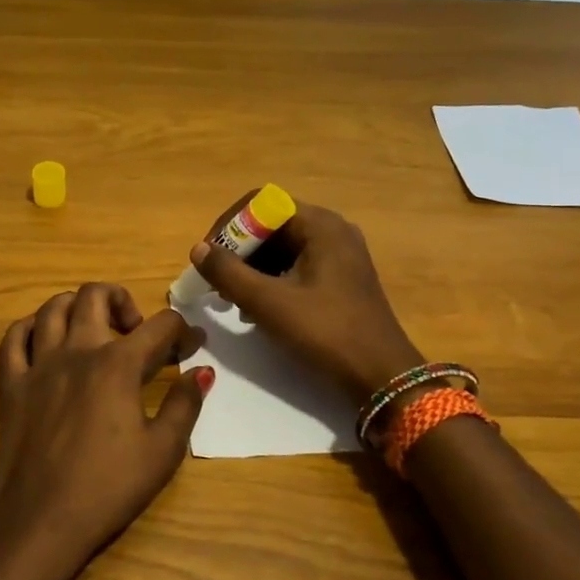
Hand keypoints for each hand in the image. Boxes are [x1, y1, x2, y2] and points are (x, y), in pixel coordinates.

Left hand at [0, 283, 211, 579]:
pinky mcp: (10, 384)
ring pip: (52, 307)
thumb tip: (202, 371)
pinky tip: (45, 341)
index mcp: (118, 365)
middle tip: (134, 332)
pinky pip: (13, 338)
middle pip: (97, 295)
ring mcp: (38, 364)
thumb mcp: (162, 451)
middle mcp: (77, 350)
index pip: (160, 326)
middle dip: (124, 301)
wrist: (41, 521)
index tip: (192, 345)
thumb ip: (185, 405)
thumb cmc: (108, 488)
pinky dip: (31, 328)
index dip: (183, 330)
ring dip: (77, 306)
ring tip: (91, 329)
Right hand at [189, 199, 423, 404]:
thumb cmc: (325, 332)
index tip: (208, 257)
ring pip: (282, 249)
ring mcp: (340, 256)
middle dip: (238, 251)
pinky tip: (257, 310)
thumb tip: (198, 249)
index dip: (228, 225)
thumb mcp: (269, 303)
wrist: (381, 376)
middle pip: (271, 225)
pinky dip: (272, 281)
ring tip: (233, 300)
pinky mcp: (340, 280)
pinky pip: (296, 267)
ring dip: (252, 269)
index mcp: (320, 225)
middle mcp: (332, 231)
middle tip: (217, 283)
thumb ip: (229, 273)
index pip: (261, 203)